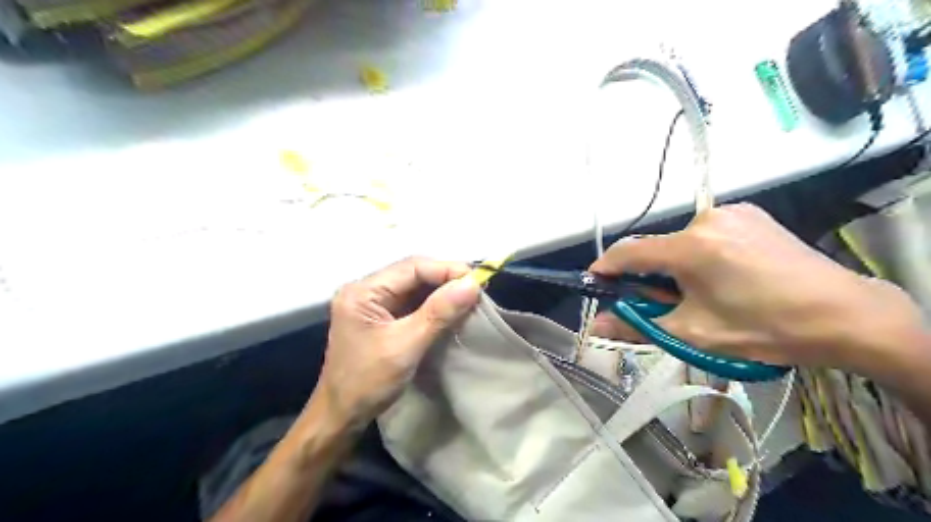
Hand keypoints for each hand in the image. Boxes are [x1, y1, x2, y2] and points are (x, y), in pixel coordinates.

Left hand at [321, 257, 479, 432]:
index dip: (446, 269)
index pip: (411, 267)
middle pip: (413, 273)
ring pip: (415, 287)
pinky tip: (452, 308)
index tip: (478, 280)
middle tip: (477, 288)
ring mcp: (373, 303)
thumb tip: (473, 284)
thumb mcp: (406, 345)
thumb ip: (439, 313)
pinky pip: (412, 302)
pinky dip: (434, 304)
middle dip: (446, 279)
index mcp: (363, 291)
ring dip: (442, 291)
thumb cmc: (368, 382)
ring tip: (470, 297)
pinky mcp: (381, 317)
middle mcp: (366, 289)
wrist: (341, 416)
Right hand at [588, 201, 923, 369]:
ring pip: (680, 241)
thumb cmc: (764, 328)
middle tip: (660, 303)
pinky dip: (698, 254)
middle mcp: (706, 219)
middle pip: (656, 247)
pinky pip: (705, 233)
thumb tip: (596, 325)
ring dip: (675, 265)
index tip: (596, 283)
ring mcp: (731, 212)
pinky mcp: (749, 214)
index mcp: (690, 247)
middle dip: (648, 274)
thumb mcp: (694, 332)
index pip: (629, 252)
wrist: (845, 315)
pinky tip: (721, 275)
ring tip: (699, 293)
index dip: (606, 268)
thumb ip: (638, 325)